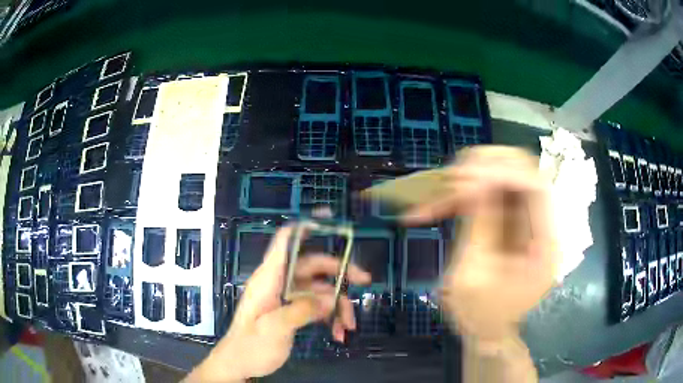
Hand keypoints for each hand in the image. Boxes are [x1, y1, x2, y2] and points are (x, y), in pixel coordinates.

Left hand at [186, 226, 370, 382]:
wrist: (239, 364)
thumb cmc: (250, 346)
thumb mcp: (273, 329)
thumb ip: (301, 311)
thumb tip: (330, 299)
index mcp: (268, 278)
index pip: (285, 241)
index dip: (305, 226)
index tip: (330, 218)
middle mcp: (279, 283)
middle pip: (312, 265)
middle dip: (339, 272)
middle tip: (364, 281)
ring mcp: (286, 297)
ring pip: (319, 289)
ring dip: (337, 305)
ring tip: (349, 326)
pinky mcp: (292, 311)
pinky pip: (317, 306)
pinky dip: (330, 317)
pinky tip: (338, 333)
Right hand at [403, 146, 557, 342]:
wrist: (486, 330)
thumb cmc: (480, 314)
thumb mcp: (473, 275)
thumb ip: (479, 225)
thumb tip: (473, 181)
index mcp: (546, 244)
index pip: (536, 186)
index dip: (501, 173)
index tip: (462, 179)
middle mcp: (544, 225)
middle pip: (525, 170)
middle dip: (486, 166)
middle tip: (451, 177)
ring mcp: (530, 220)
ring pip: (507, 174)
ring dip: (474, 175)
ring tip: (443, 188)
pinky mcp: (513, 220)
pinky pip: (493, 191)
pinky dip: (469, 191)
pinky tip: (444, 201)